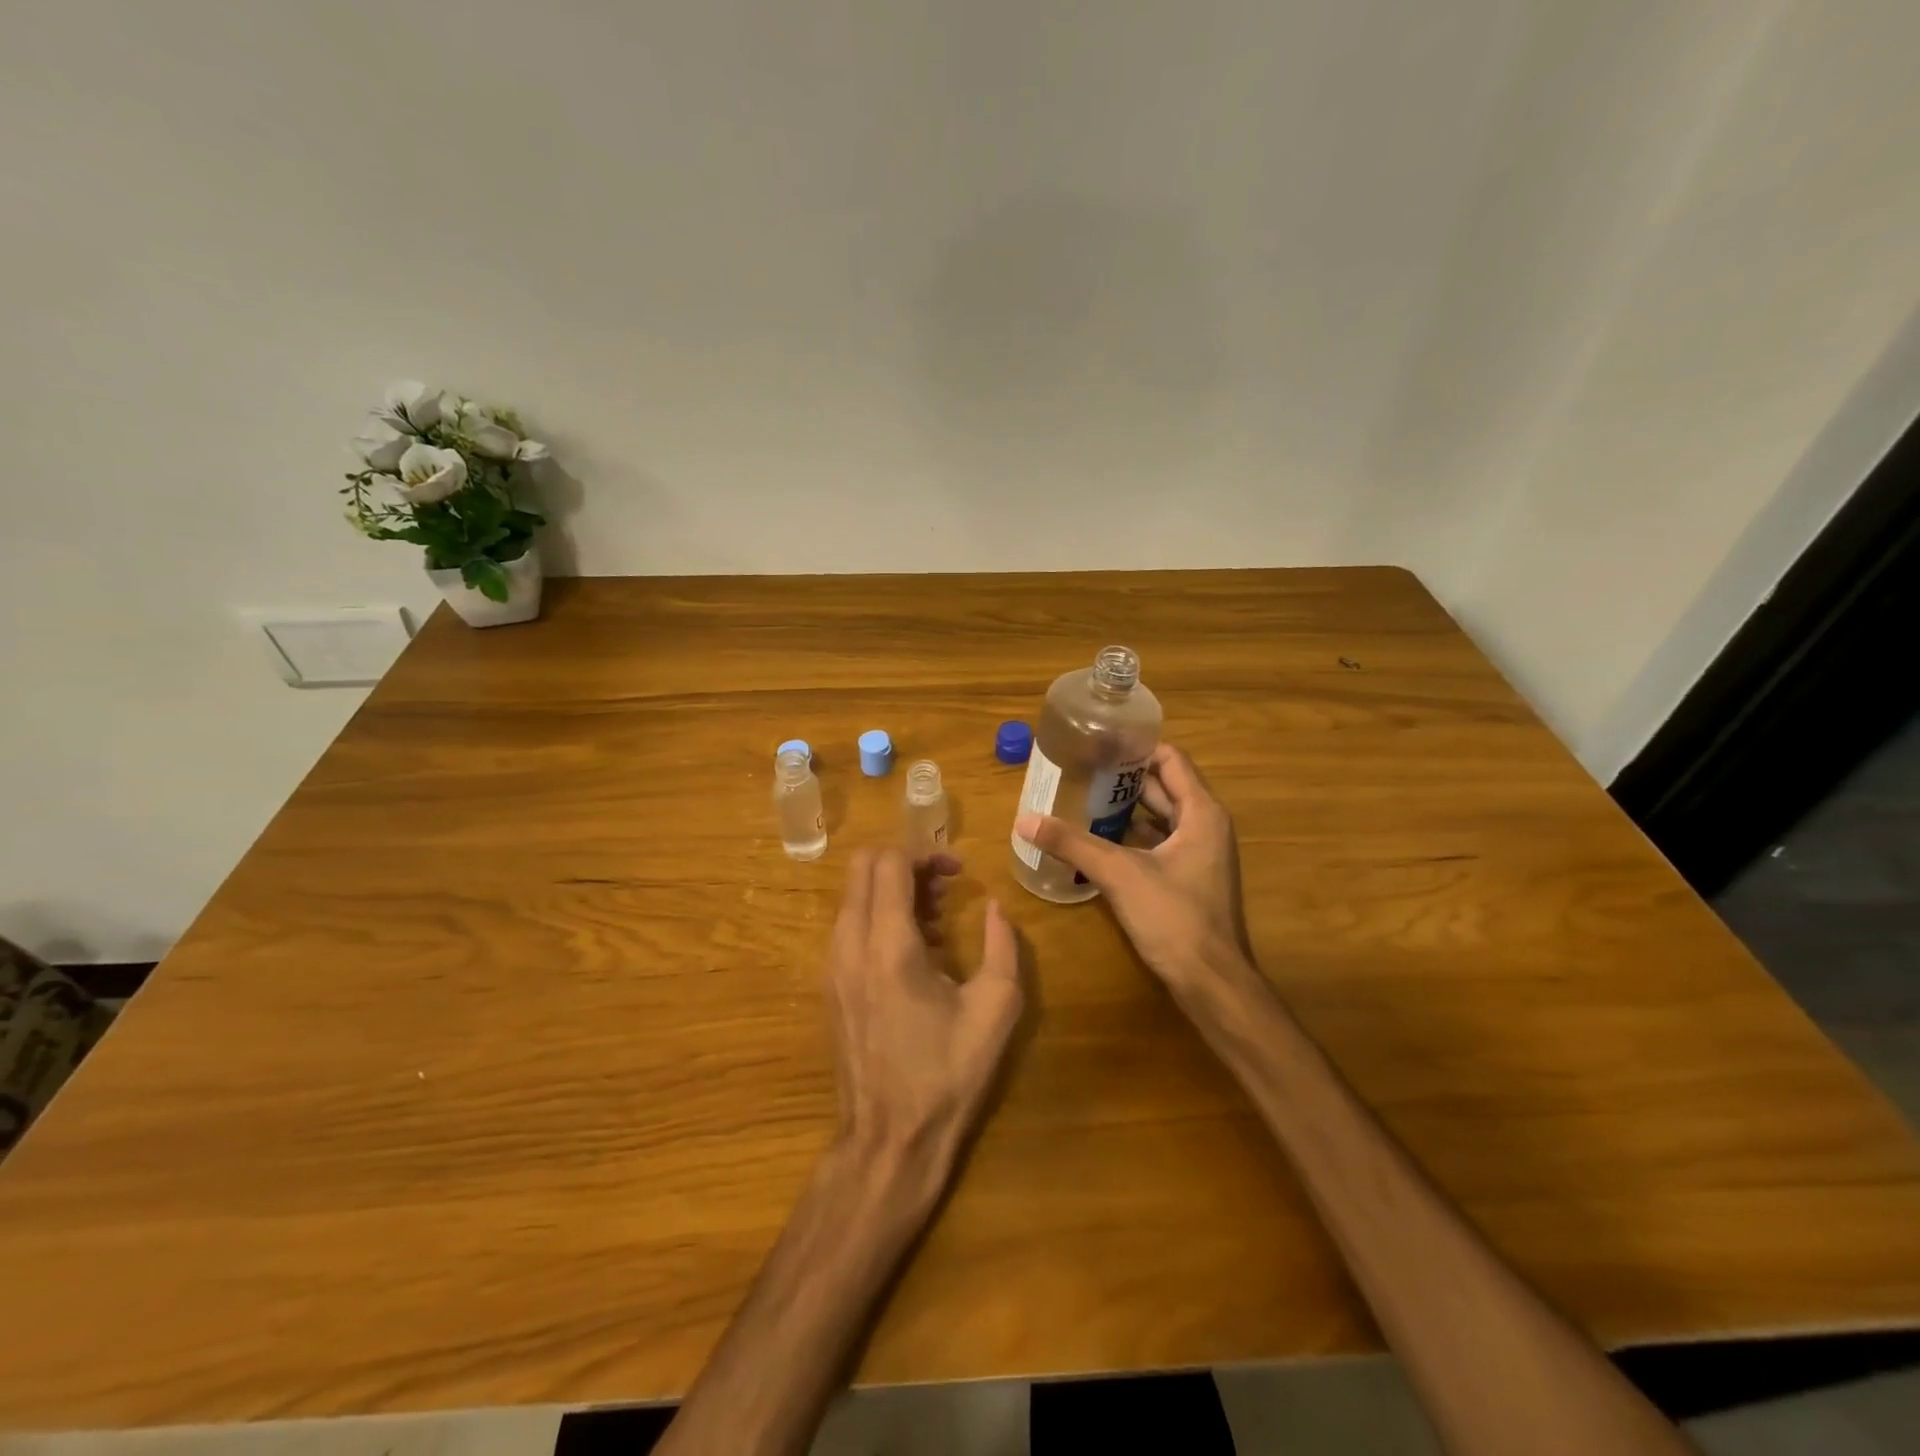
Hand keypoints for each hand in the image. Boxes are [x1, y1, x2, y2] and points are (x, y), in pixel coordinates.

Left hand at [825, 848, 1022, 1205]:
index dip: (926, 853)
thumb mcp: (995, 1010)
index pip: (889, 862)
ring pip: (853, 895)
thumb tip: (996, 908)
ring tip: (936, 921)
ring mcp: (831, 966)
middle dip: (905, 864)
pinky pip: (849, 926)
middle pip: (862, 867)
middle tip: (944, 889)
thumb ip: (1003, 947)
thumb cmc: (946, 1076)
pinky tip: (915, 952)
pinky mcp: (829, 985)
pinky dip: (878, 917)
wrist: (888, 1141)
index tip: (958, 872)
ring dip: (891, 891)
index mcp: (889, 946)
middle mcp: (849, 945)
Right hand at [1015, 743, 1250, 995]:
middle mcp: (1206, 826)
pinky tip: (1096, 840)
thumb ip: (1072, 844)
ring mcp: (1199, 855)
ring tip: (1080, 799)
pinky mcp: (1188, 879)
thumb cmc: (1175, 918)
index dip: (1136, 747)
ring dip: (1124, 808)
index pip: (1170, 760)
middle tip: (1078, 769)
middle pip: (1162, 787)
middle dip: (1122, 777)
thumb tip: (1024, 819)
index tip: (1098, 742)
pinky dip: (1130, 837)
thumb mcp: (1119, 874)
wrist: (1212, 984)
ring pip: (1158, 818)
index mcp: (1202, 813)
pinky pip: (1157, 844)